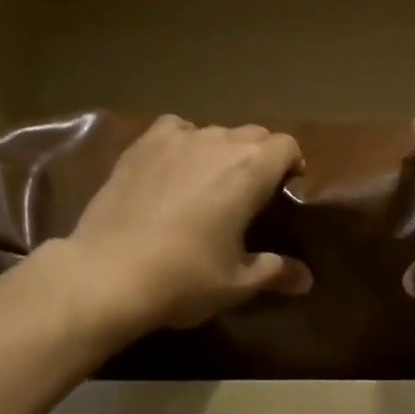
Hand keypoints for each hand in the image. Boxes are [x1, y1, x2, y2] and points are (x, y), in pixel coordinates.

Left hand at [57, 115, 311, 331]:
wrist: (107, 273)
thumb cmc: (183, 278)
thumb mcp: (237, 284)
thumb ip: (276, 272)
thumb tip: (307, 280)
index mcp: (250, 170)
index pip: (286, 145)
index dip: (291, 164)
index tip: (286, 190)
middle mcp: (217, 142)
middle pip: (253, 134)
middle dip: (259, 157)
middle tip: (251, 193)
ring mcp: (176, 139)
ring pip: (214, 131)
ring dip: (222, 151)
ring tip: (210, 183)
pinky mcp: (141, 145)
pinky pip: (174, 129)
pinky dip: (183, 141)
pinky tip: (174, 167)